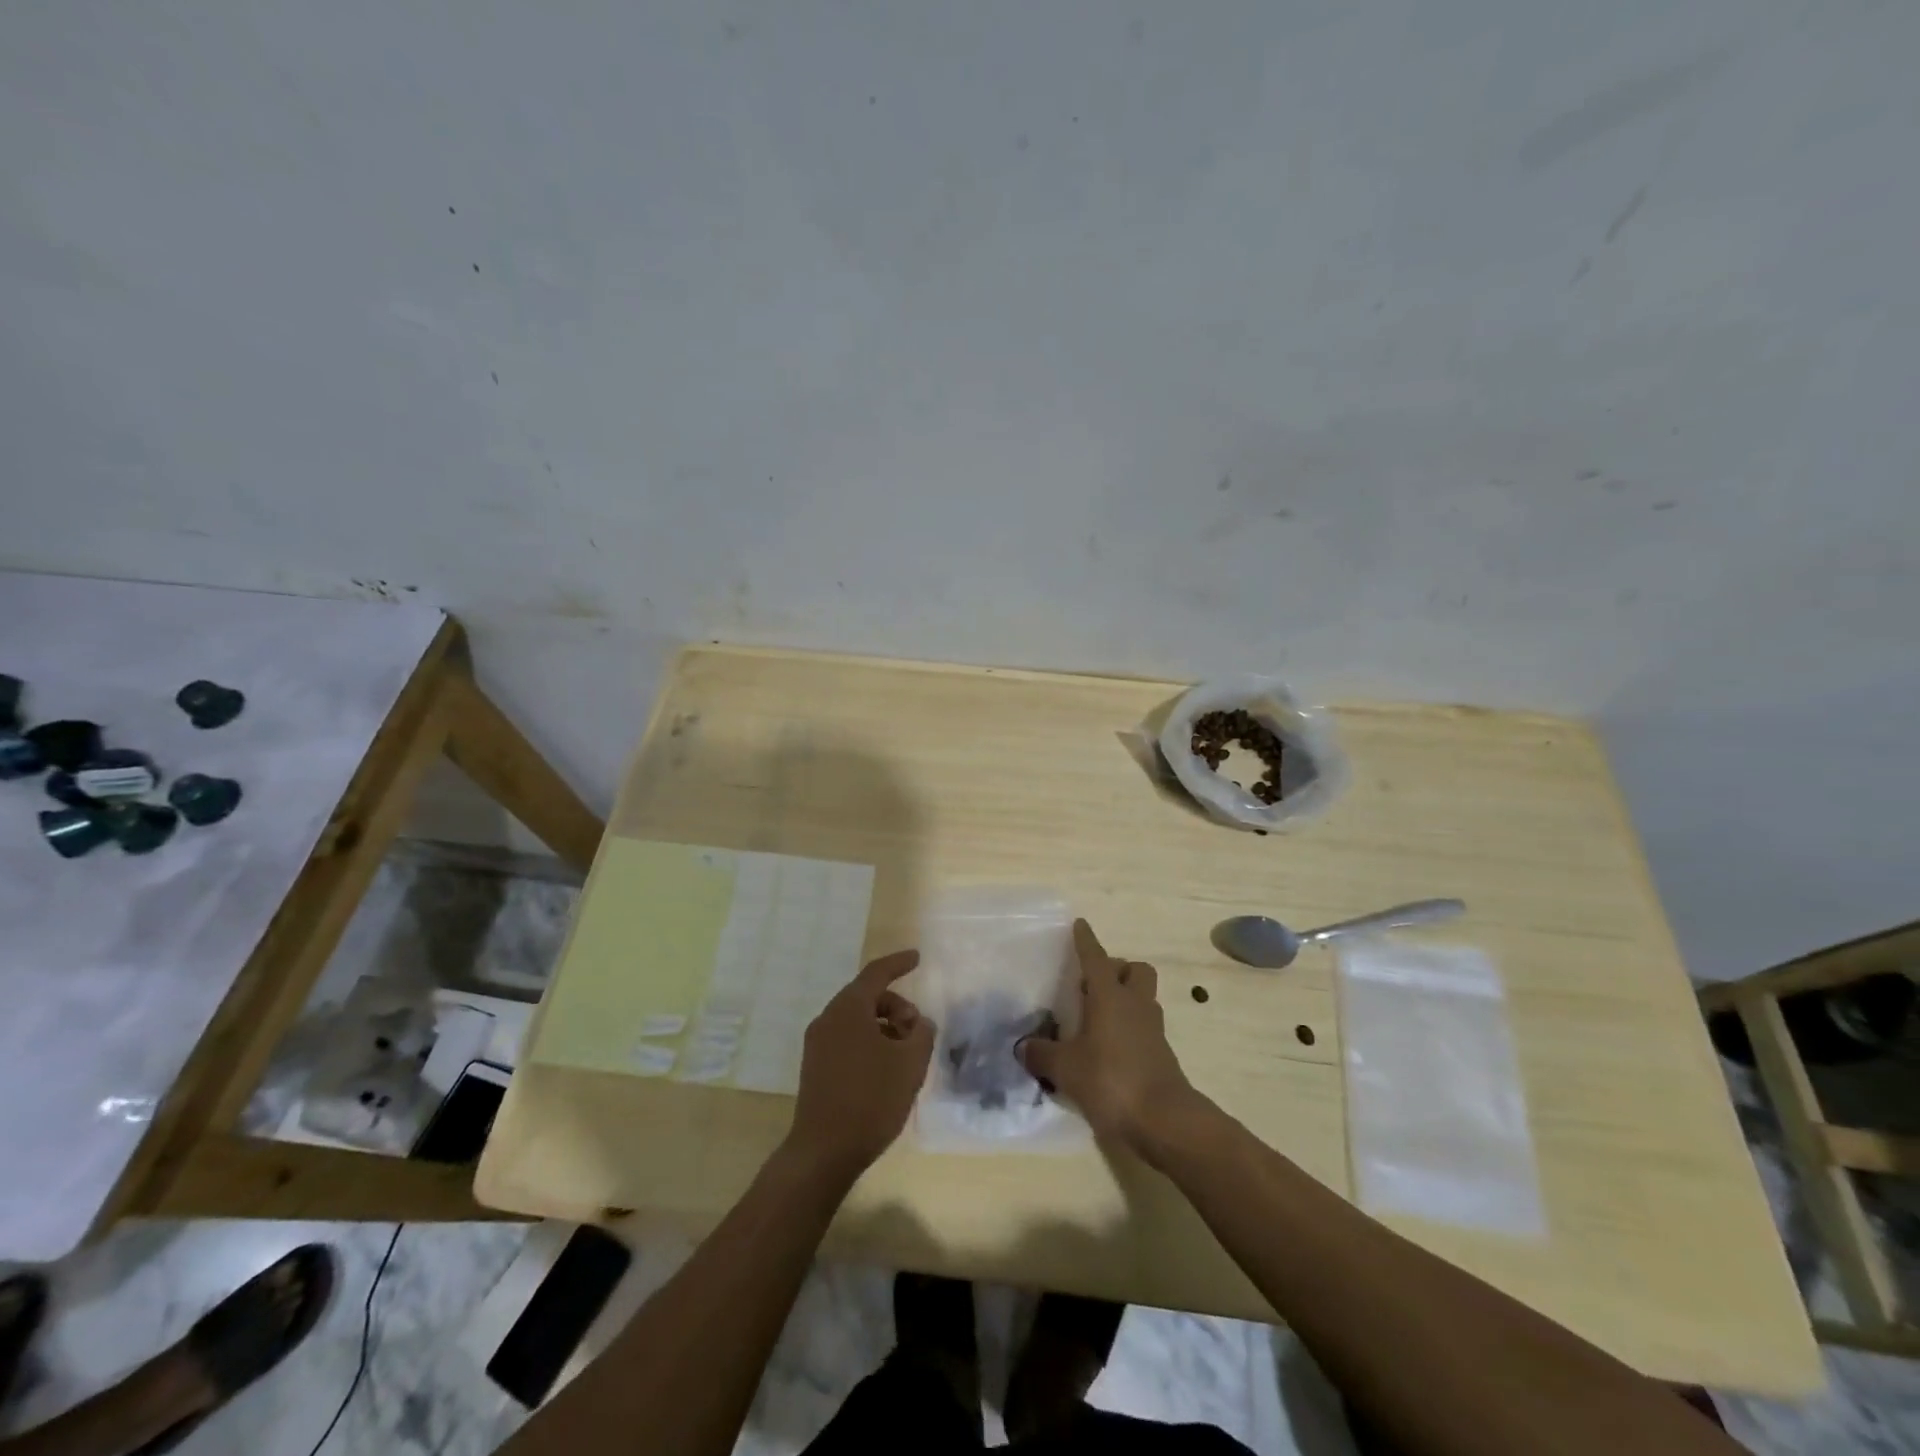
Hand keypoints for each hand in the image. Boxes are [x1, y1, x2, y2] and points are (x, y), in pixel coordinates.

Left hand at [786, 949, 934, 1180]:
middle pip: (867, 997)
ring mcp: (817, 1045)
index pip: (876, 973)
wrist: (824, 1152)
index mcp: (848, 1009)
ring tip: (905, 1056)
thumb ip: (922, 1034)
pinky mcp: (815, 1068)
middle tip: (917, 1031)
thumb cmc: (871, 1099)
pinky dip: (870, 1043)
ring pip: (857, 1021)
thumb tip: (919, 1024)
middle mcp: (828, 1019)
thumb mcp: (910, 1063)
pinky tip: (886, 1072)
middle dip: (896, 1007)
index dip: (898, 963)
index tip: (916, 958)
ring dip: (884, 1028)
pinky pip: (847, 1041)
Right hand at [1018, 920, 1204, 1159]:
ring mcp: (1152, 1029)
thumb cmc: (1111, 1081)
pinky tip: (1108, 1048)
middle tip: (1092, 985)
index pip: (1096, 958)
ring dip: (1125, 998)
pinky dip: (1128, 1028)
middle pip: (1135, 970)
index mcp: (1110, 996)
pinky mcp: (1161, 1054)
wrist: (1164, 1121)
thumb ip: (1042, 1054)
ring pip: (1143, 997)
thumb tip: (1022, 1047)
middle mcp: (1135, 1004)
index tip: (1080, 924)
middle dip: (1117, 969)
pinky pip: (1144, 1027)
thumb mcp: (1066, 1069)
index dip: (1086, 941)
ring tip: (1097, 1017)